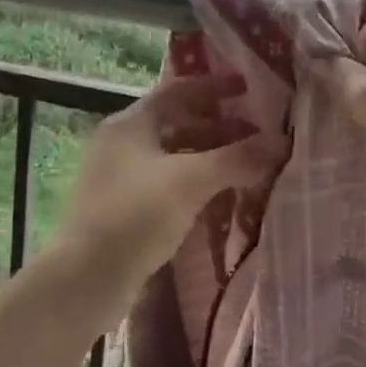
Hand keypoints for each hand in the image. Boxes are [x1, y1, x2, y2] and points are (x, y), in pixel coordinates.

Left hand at [53, 73, 280, 322]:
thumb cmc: (136, 215)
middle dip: (220, 126)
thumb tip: (280, 142)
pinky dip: (196, 183)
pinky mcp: (125, 209)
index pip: (178, 90)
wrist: (85, 280)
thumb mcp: (190, 181)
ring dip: (210, 157)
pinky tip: (221, 197)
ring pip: (174, 156)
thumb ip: (236, 158)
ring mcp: (121, 177)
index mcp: (130, 123)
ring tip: (248, 166)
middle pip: (178, 123)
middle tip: (258, 135)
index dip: (215, 86)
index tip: (249, 88)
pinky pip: (168, 184)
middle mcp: (122, 143)